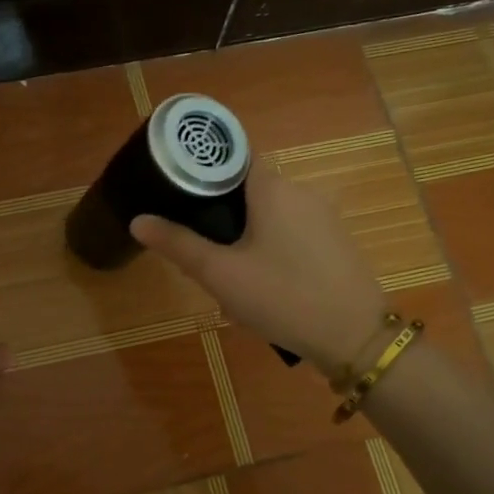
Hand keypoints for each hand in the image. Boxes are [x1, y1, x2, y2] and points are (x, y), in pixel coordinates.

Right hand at [130, 165, 386, 376]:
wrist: (356, 338)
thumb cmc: (282, 296)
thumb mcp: (220, 274)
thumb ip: (178, 244)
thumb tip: (138, 220)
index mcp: (272, 187)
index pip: (232, 156)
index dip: (203, 168)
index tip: (177, 188)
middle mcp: (300, 191)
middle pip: (248, 188)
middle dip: (220, 215)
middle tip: (196, 248)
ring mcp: (323, 217)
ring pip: (269, 215)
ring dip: (244, 236)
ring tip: (225, 273)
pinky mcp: (335, 242)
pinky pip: (290, 233)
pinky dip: (270, 248)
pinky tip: (262, 284)